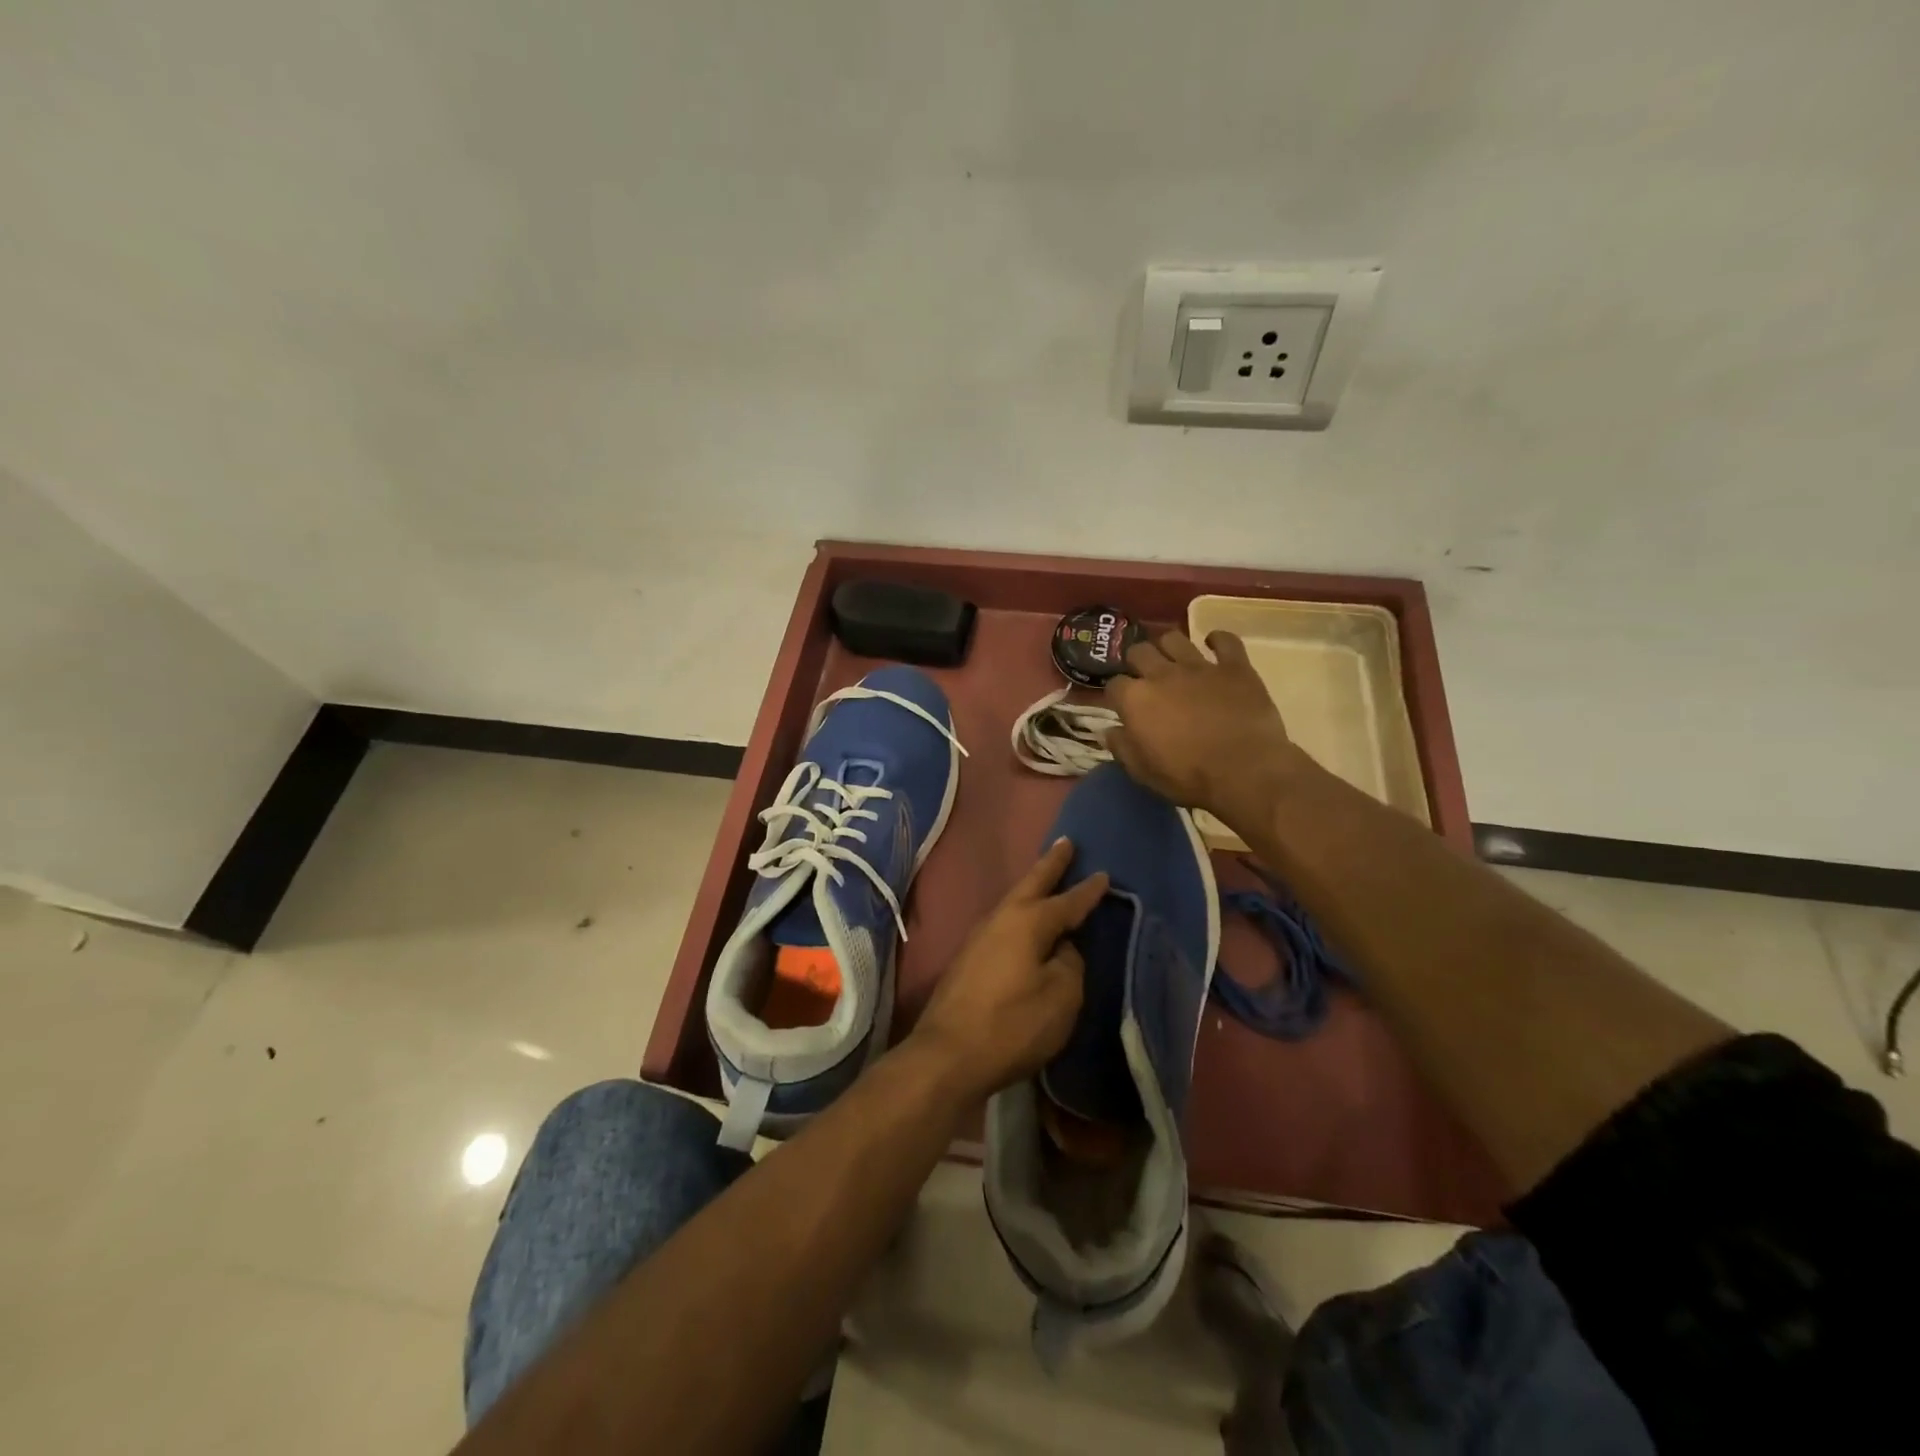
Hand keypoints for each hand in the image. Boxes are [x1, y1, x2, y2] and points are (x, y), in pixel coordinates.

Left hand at [911, 838, 1108, 1102]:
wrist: (948, 1053)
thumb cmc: (1012, 1024)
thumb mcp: (1061, 997)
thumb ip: (1070, 965)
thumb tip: (1063, 949)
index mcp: (1029, 921)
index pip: (1067, 902)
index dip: (1088, 891)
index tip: (1104, 875)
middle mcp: (1002, 918)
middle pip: (1031, 883)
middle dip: (1051, 864)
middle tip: (1066, 843)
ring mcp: (980, 936)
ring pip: (1013, 900)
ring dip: (1032, 886)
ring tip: (1046, 878)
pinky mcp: (969, 957)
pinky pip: (1003, 921)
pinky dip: (1020, 912)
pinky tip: (1024, 922)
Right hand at [1106, 630, 1305, 823]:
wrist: (1245, 772)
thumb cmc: (1188, 777)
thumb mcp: (1143, 772)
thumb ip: (1122, 747)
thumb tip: (1109, 731)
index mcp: (1136, 699)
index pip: (1114, 685)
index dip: (1117, 695)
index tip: (1123, 706)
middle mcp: (1162, 674)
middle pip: (1139, 652)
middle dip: (1137, 662)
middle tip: (1145, 677)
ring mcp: (1200, 666)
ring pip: (1175, 638)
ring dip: (1169, 646)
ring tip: (1173, 659)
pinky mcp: (1235, 667)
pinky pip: (1226, 640)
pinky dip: (1218, 640)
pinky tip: (1214, 645)